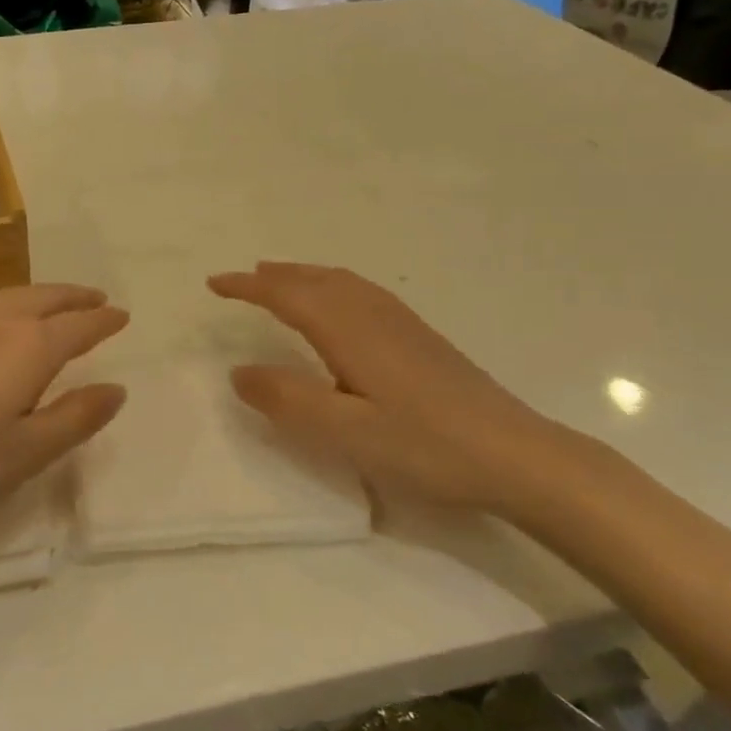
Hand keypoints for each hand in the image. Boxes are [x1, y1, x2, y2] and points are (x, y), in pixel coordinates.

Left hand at [0, 285, 128, 541]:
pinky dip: (4, 305)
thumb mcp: (24, 455)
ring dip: (39, 296)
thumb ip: (75, 419)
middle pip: (42, 299)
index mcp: (25, 348)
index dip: (103, 320)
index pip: (77, 326)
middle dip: (73, 297)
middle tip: (95, 298)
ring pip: (7, 297)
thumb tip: (116, 388)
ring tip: (53, 305)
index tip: (122, 315)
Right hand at [208, 262, 577, 518]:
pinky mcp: (420, 337)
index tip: (213, 284)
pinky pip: (361, 291)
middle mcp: (372, 314)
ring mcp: (401, 322)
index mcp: (348, 330)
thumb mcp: (345, 432)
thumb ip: (287, 400)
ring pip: (340, 282)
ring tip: (278, 279)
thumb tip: (237, 372)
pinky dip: (332, 284)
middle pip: (313, 280)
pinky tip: (339, 305)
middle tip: (239, 279)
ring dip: (302, 275)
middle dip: (272, 276)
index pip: (286, 295)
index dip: (247, 287)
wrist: (517, 455)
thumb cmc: (425, 445)